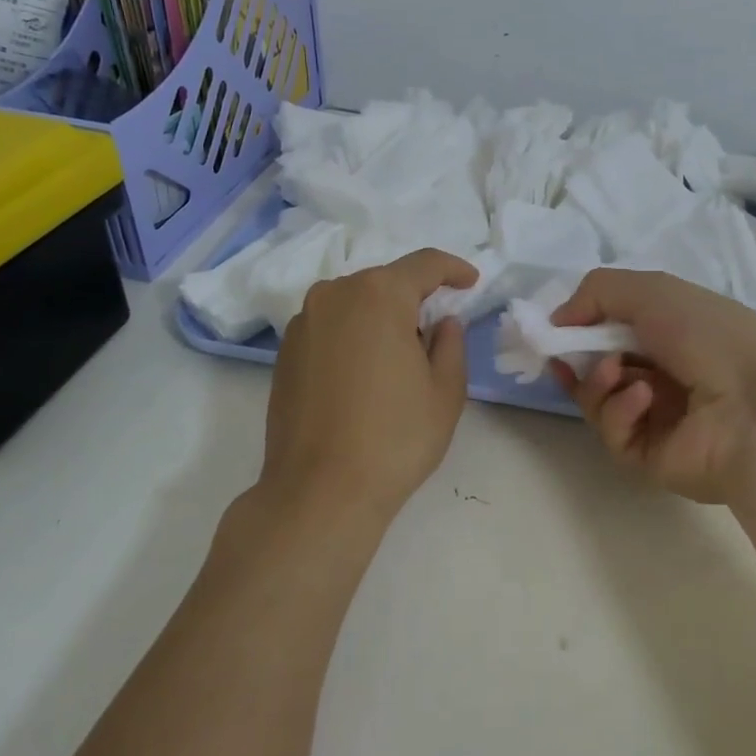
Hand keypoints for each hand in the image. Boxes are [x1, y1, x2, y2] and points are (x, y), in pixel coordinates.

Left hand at [258, 250, 477, 522]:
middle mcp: (334, 295)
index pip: (424, 264)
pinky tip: (364, 375)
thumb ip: (451, 344)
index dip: (453, 269)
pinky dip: (353, 336)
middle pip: (385, 282)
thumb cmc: (395, 438)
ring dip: (381, 317)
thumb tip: (442, 323)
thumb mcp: (445, 391)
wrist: (320, 491)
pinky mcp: (285, 352)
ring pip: (355, 303)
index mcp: (378, 295)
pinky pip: (330, 326)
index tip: (470, 282)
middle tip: (436, 332)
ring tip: (399, 358)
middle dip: (415, 298)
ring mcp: (303, 322)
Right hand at [551, 269, 755, 503]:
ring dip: (598, 381)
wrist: (755, 406)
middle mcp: (663, 374)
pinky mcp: (648, 456)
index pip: (615, 330)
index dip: (582, 327)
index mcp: (673, 334)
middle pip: (600, 366)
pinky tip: (644, 399)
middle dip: (578, 357)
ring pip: (598, 400)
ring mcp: (656, 418)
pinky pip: (613, 432)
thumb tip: (558, 320)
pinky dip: (621, 410)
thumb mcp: (653, 291)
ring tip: (617, 373)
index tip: (555, 328)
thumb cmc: (709, 336)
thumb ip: (597, 292)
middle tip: (562, 353)